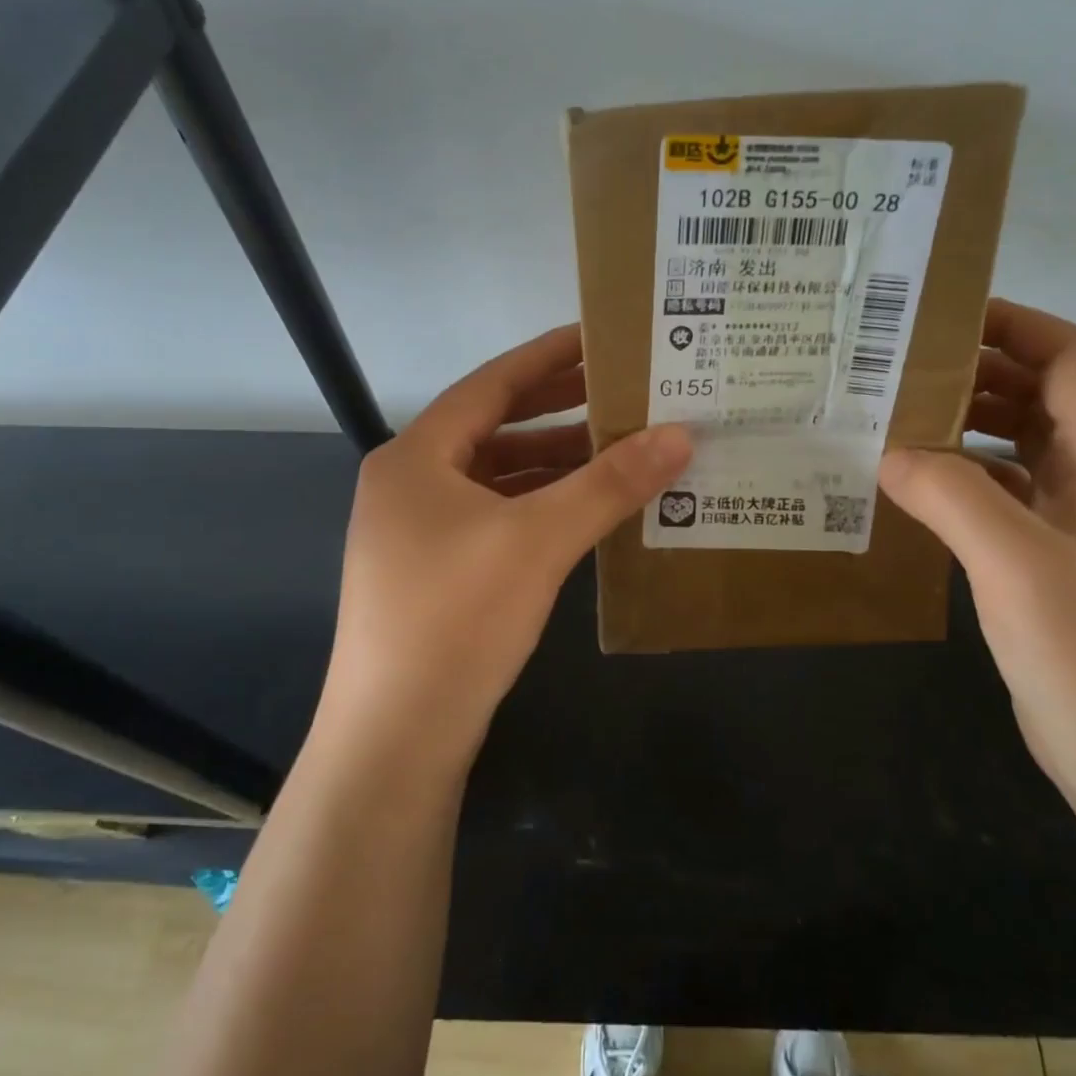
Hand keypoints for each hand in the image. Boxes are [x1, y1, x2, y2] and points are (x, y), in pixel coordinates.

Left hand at [315, 325, 691, 777]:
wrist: (395, 739)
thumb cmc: (457, 619)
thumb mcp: (538, 541)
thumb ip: (609, 484)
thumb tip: (679, 434)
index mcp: (416, 456)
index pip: (491, 385)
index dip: (547, 357)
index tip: (599, 337)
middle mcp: (409, 484)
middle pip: (493, 428)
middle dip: (557, 410)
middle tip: (620, 391)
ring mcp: (417, 532)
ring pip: (495, 477)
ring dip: (551, 463)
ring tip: (615, 449)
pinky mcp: (433, 573)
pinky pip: (494, 517)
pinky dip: (536, 506)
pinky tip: (581, 512)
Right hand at [878, 299, 1075, 815]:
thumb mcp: (1018, 565)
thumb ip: (952, 496)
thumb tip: (887, 451)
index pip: (1073, 362)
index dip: (1018, 326)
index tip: (946, 316)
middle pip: (1040, 397)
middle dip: (977, 369)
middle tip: (900, 365)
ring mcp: (1068, 529)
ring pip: (1015, 448)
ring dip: (963, 424)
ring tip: (893, 417)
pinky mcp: (1041, 567)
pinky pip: (995, 498)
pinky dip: (955, 479)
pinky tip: (909, 489)